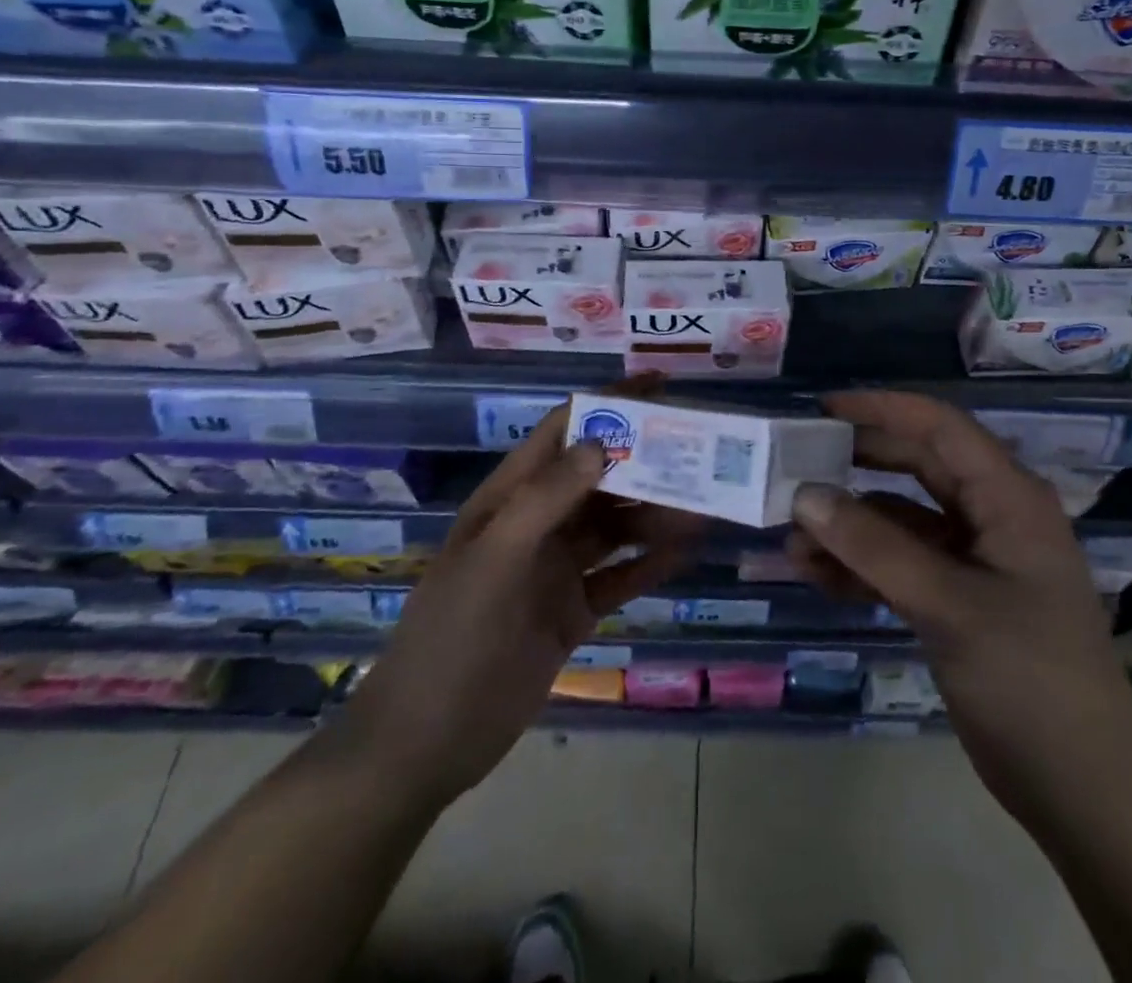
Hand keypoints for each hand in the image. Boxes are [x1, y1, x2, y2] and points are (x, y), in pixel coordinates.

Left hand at [340, 400, 703, 803]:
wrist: (426, 744)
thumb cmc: (454, 638)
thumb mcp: (494, 560)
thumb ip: (546, 499)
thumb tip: (602, 442)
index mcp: (509, 498)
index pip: (564, 432)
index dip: (608, 404)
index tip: (660, 387)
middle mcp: (536, 524)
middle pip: (599, 478)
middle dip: (645, 461)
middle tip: (701, 451)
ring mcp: (555, 569)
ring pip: (615, 527)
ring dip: (656, 514)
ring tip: (704, 506)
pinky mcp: (572, 611)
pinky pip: (620, 576)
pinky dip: (651, 562)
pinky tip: (686, 551)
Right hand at [790, 391, 1131, 798]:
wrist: (1081, 790)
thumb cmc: (1028, 678)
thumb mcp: (947, 604)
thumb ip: (873, 547)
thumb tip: (804, 495)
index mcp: (1008, 497)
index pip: (939, 427)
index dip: (881, 410)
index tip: (821, 410)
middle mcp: (991, 516)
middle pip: (915, 469)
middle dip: (855, 469)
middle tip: (795, 468)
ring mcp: (974, 560)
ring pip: (900, 522)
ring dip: (849, 528)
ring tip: (792, 542)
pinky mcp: (957, 599)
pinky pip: (900, 565)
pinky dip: (860, 568)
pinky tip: (816, 577)